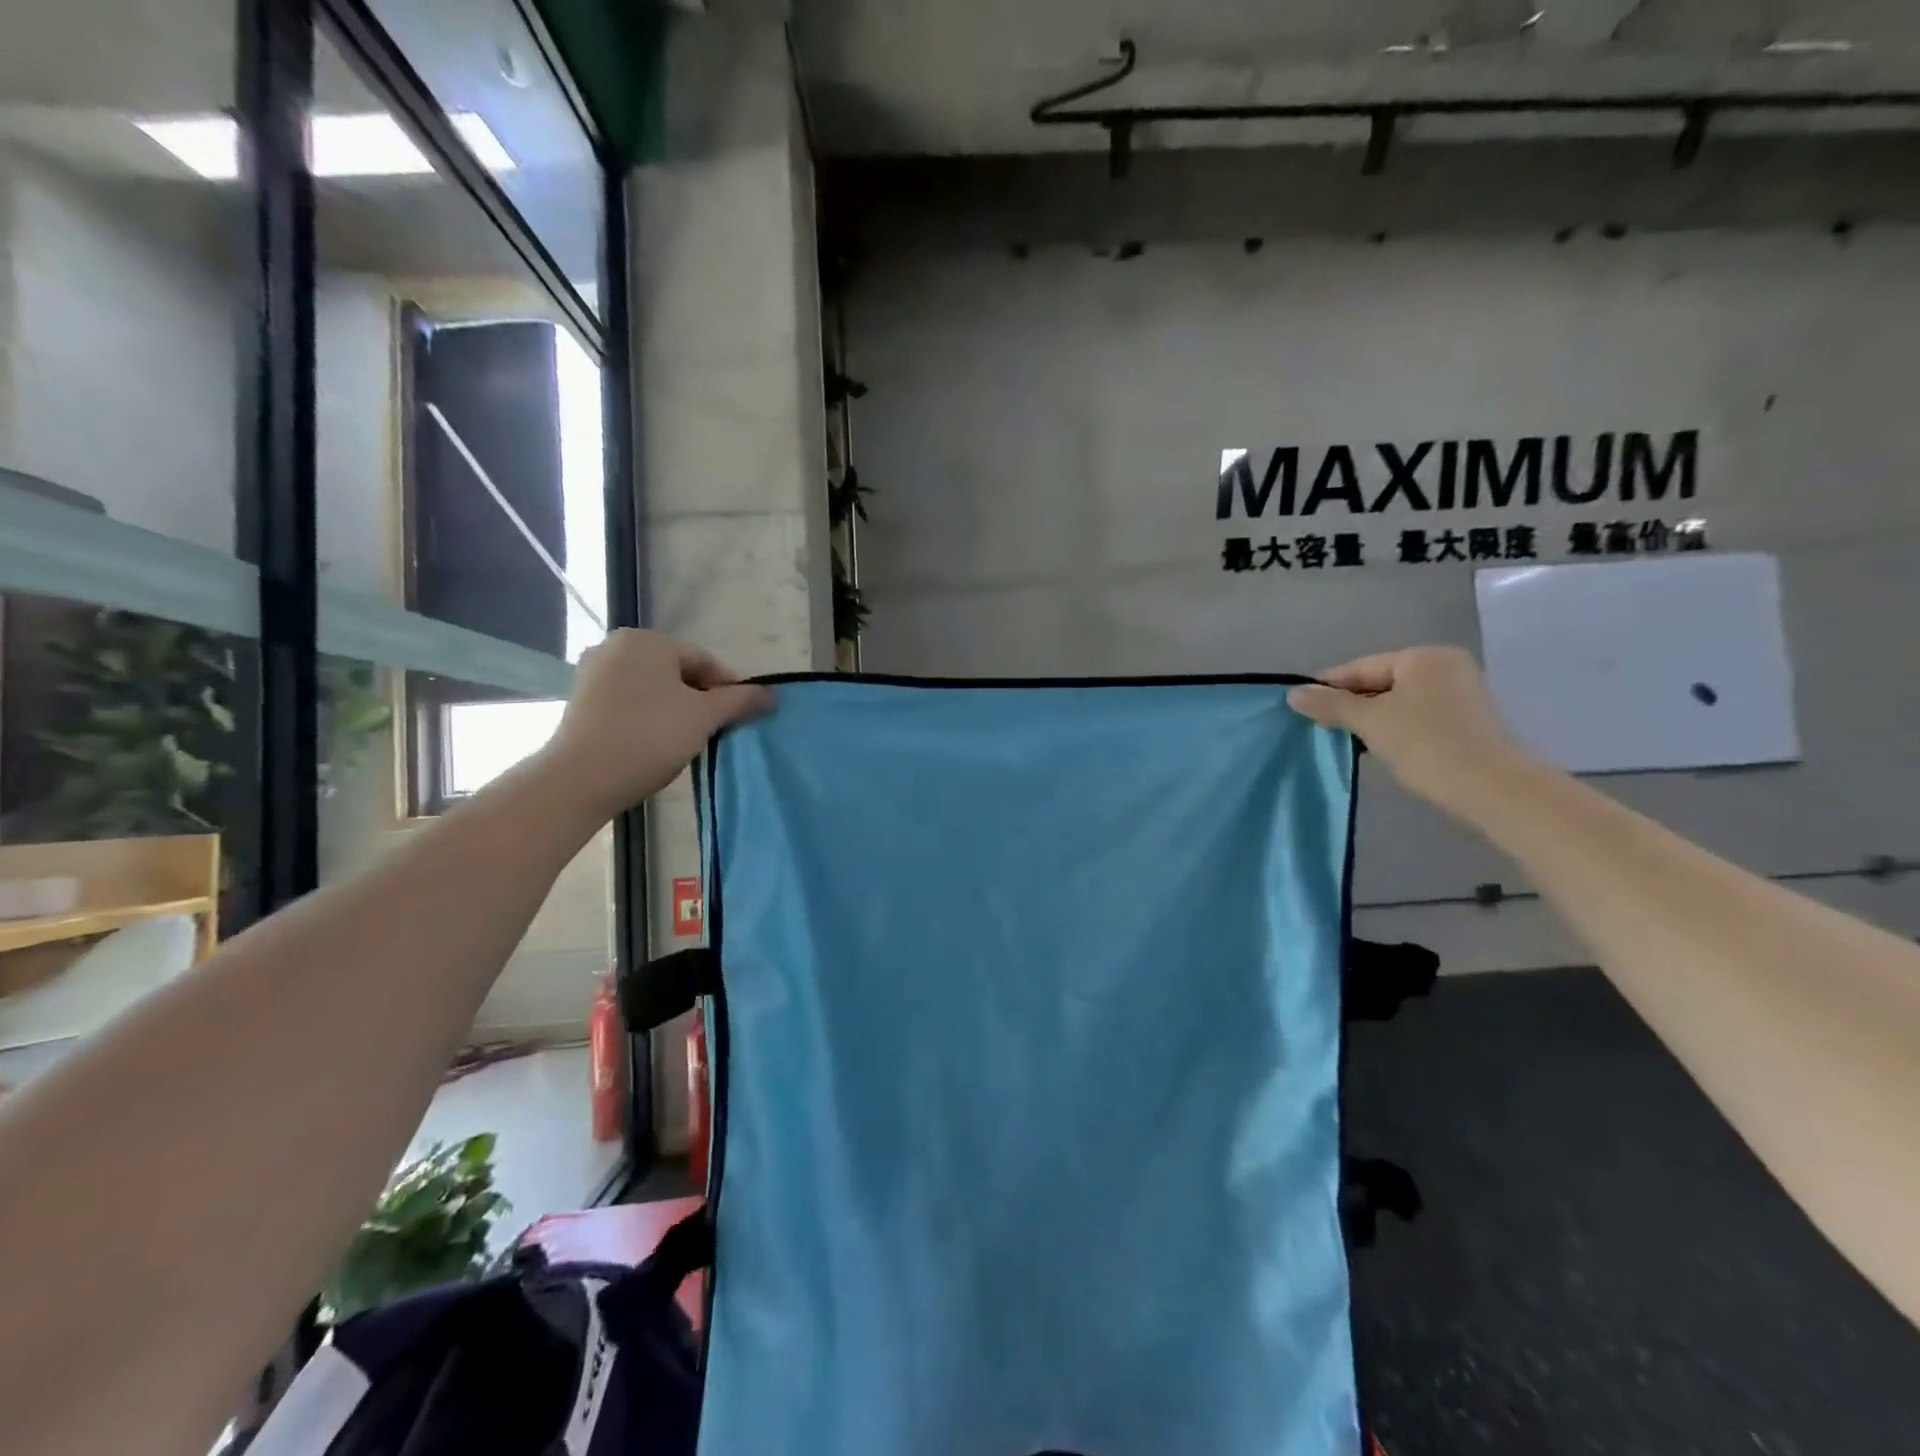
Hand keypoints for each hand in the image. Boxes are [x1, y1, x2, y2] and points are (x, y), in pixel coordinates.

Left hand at [536, 630, 773, 819]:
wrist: (580, 778)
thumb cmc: (650, 736)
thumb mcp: (704, 717)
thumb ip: (739, 701)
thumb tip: (771, 693)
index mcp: (647, 641)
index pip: (704, 661)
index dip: (729, 689)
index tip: (742, 716)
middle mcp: (616, 646)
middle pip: (677, 672)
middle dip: (700, 699)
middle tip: (716, 731)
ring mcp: (593, 673)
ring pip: (652, 688)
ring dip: (675, 710)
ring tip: (688, 740)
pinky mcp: (581, 701)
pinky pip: (628, 702)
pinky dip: (648, 717)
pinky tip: (656, 743)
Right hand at [1288, 646, 1532, 818]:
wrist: (1493, 788)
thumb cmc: (1426, 745)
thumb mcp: (1370, 722)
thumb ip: (1331, 705)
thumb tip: (1294, 693)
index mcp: (1423, 657)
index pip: (1361, 667)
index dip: (1328, 687)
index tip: (1300, 706)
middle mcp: (1445, 667)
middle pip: (1381, 683)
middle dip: (1350, 705)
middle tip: (1320, 726)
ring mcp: (1461, 693)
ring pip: (1399, 702)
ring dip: (1371, 720)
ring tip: (1345, 740)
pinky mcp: (1468, 721)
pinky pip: (1418, 717)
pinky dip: (1395, 729)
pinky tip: (1379, 748)